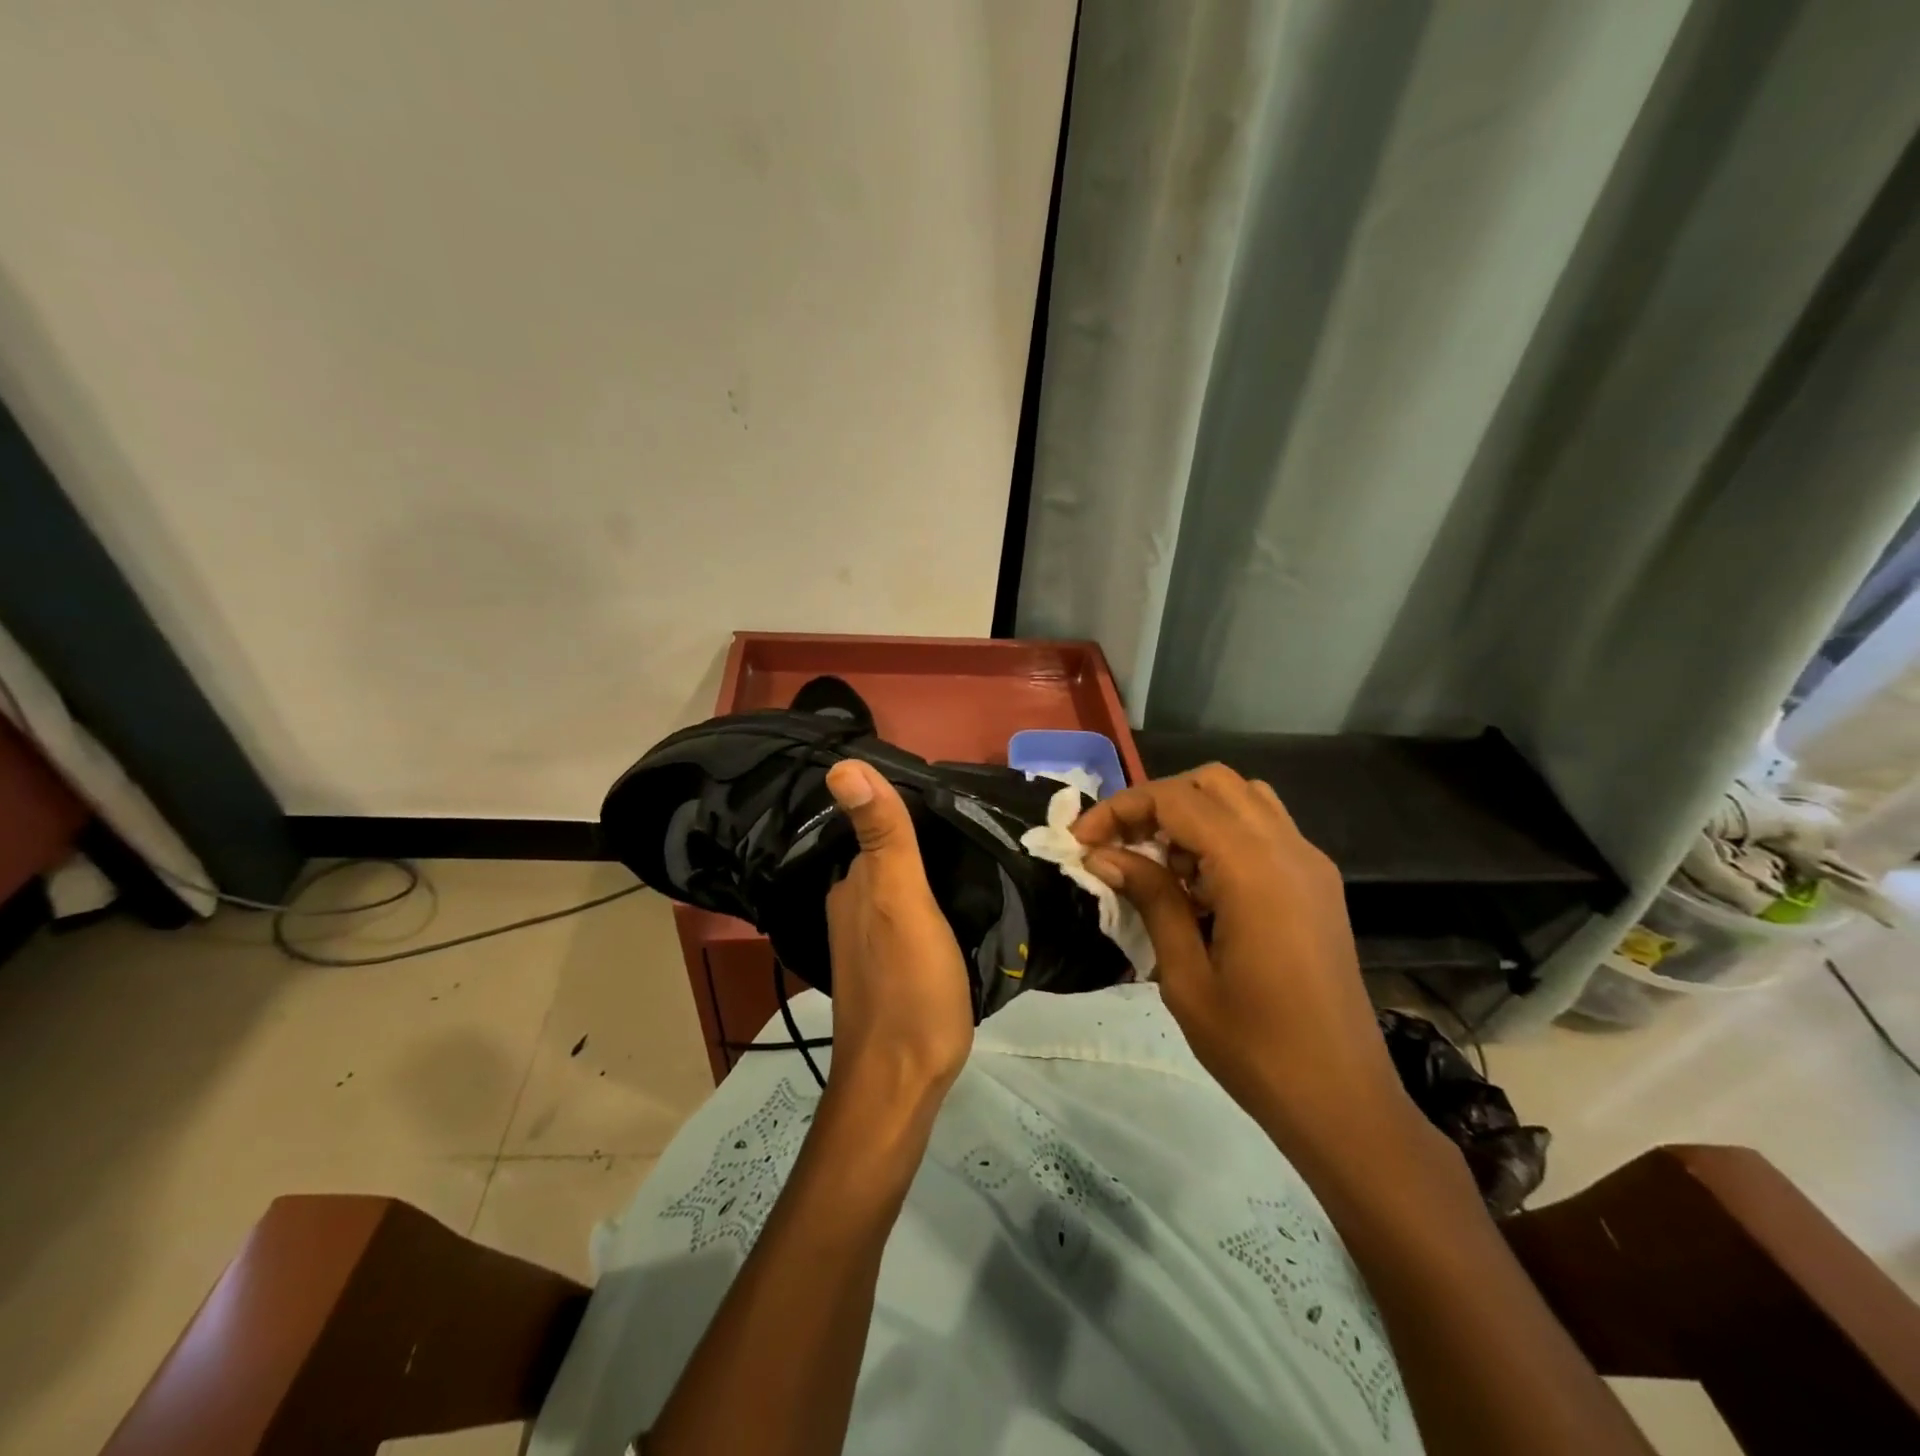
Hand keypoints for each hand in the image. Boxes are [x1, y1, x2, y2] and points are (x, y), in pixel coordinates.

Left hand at [821, 760, 973, 1112]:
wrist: (901, 1083)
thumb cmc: (908, 987)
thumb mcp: (900, 900)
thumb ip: (882, 834)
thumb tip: (841, 765)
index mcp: (855, 883)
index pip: (882, 824)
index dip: (920, 808)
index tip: (967, 798)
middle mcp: (852, 904)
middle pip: (893, 855)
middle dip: (930, 839)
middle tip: (986, 828)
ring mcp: (868, 940)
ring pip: (903, 887)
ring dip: (935, 873)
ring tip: (983, 862)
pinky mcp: (890, 967)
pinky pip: (912, 917)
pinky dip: (936, 905)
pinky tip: (964, 909)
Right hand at [1074, 765, 1418, 1160]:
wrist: (1343, 1100)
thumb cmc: (1255, 1047)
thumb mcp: (1185, 976)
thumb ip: (1150, 899)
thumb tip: (1104, 855)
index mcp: (1254, 870)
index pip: (1177, 800)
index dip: (1121, 809)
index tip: (1081, 842)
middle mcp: (1289, 849)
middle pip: (1212, 782)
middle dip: (1156, 801)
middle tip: (1118, 845)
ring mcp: (1311, 863)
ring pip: (1242, 797)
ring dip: (1192, 812)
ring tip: (1159, 863)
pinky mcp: (1318, 883)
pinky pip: (1265, 828)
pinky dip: (1223, 833)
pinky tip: (1200, 884)